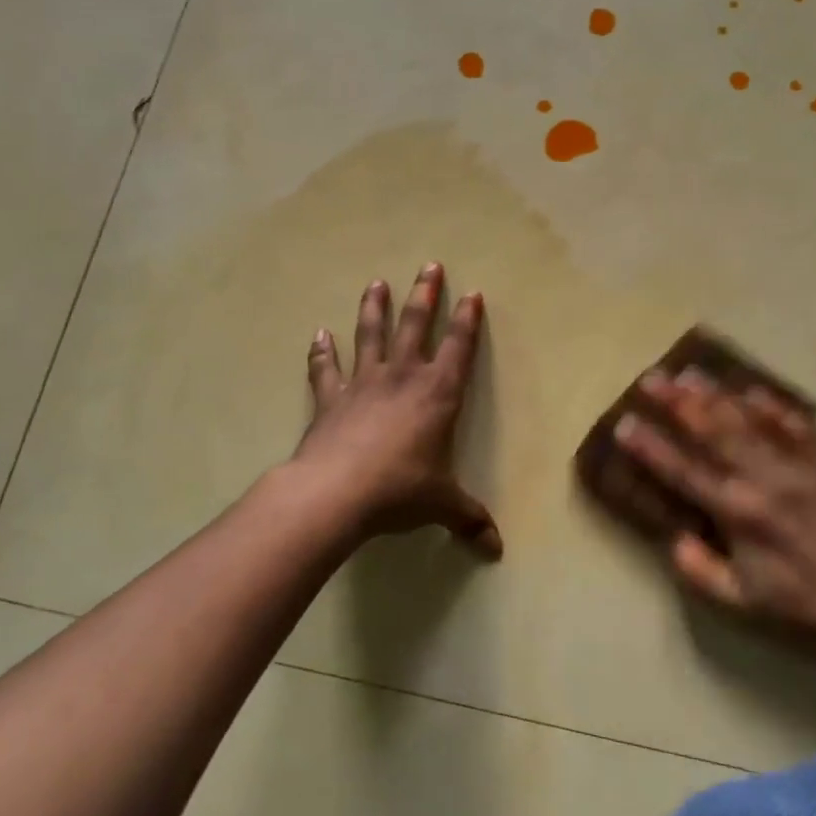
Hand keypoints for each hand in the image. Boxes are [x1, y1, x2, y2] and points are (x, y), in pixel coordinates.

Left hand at [292, 264, 500, 557]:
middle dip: (425, 294)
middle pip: (415, 325)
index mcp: (437, 394)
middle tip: (429, 265)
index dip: (466, 320)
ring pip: (370, 335)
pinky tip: (319, 334)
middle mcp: (402, 378)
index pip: (458, 348)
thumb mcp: (442, 504)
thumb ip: (469, 519)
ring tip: (376, 282)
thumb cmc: (400, 490)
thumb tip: (496, 550)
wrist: (336, 492)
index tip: (471, 293)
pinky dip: (321, 352)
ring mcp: (363, 383)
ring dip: (374, 308)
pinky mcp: (330, 398)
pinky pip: (326, 369)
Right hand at [611, 369, 815, 649]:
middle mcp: (762, 481)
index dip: (650, 447)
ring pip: (748, 419)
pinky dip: (772, 405)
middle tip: (651, 378)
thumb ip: (700, 570)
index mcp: (738, 514)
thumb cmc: (801, 606)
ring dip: (716, 394)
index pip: (683, 471)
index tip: (624, 423)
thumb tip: (674, 537)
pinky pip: (794, 425)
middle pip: (712, 430)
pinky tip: (752, 389)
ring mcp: (794, 467)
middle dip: (677, 402)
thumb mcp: (741, 603)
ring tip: (688, 372)